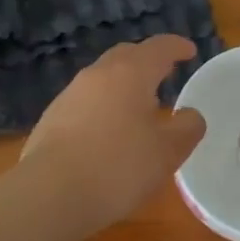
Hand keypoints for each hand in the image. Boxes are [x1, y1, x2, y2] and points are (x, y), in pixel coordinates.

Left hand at [21, 36, 206, 232]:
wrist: (49, 193)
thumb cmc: (117, 167)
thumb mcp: (167, 152)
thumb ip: (186, 128)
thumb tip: (190, 115)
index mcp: (129, 74)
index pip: (158, 48)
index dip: (176, 46)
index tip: (189, 50)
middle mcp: (97, 75)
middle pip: (126, 55)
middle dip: (147, 60)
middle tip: (165, 72)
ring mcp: (69, 95)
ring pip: (103, 78)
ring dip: (124, 84)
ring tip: (139, 105)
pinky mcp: (52, 118)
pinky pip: (86, 101)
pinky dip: (104, 105)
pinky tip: (109, 131)